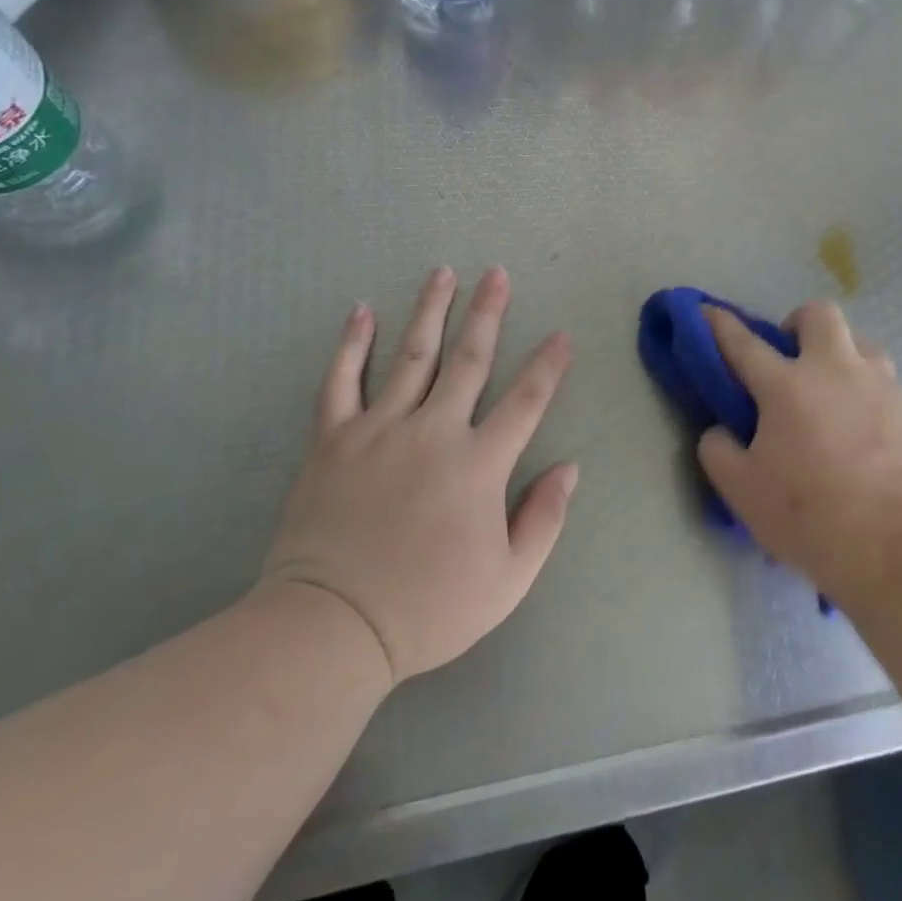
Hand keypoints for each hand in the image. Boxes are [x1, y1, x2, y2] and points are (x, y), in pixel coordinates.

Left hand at [262, 267, 577, 684]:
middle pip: (468, 359)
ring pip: (411, 355)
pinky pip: (341, 381)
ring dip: (430, 311)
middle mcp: (433, 431)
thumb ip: (544, 519)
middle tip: (496, 273)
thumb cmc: (427, 608)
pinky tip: (362, 311)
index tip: (561, 334)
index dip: (548, 366)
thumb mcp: (508, 581)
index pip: (525, 401)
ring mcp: (380, 429)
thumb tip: (570, 468)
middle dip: (487, 313)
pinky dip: (352, 344)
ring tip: (442, 273)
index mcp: (478, 464)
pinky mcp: (334, 439)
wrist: (331, 628)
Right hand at [698, 302, 901, 612]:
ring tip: (838, 399)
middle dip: (799, 324)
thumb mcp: (743, 493)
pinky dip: (876, 404)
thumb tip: (720, 430)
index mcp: (787, 387)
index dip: (719, 324)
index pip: (742, 342)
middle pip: (819, 314)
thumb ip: (719, 452)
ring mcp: (885, 387)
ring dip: (844, 359)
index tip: (707, 311)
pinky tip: (876, 442)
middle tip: (793, 361)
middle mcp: (837, 371)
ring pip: (863, 346)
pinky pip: (892, 391)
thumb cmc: (813, 520)